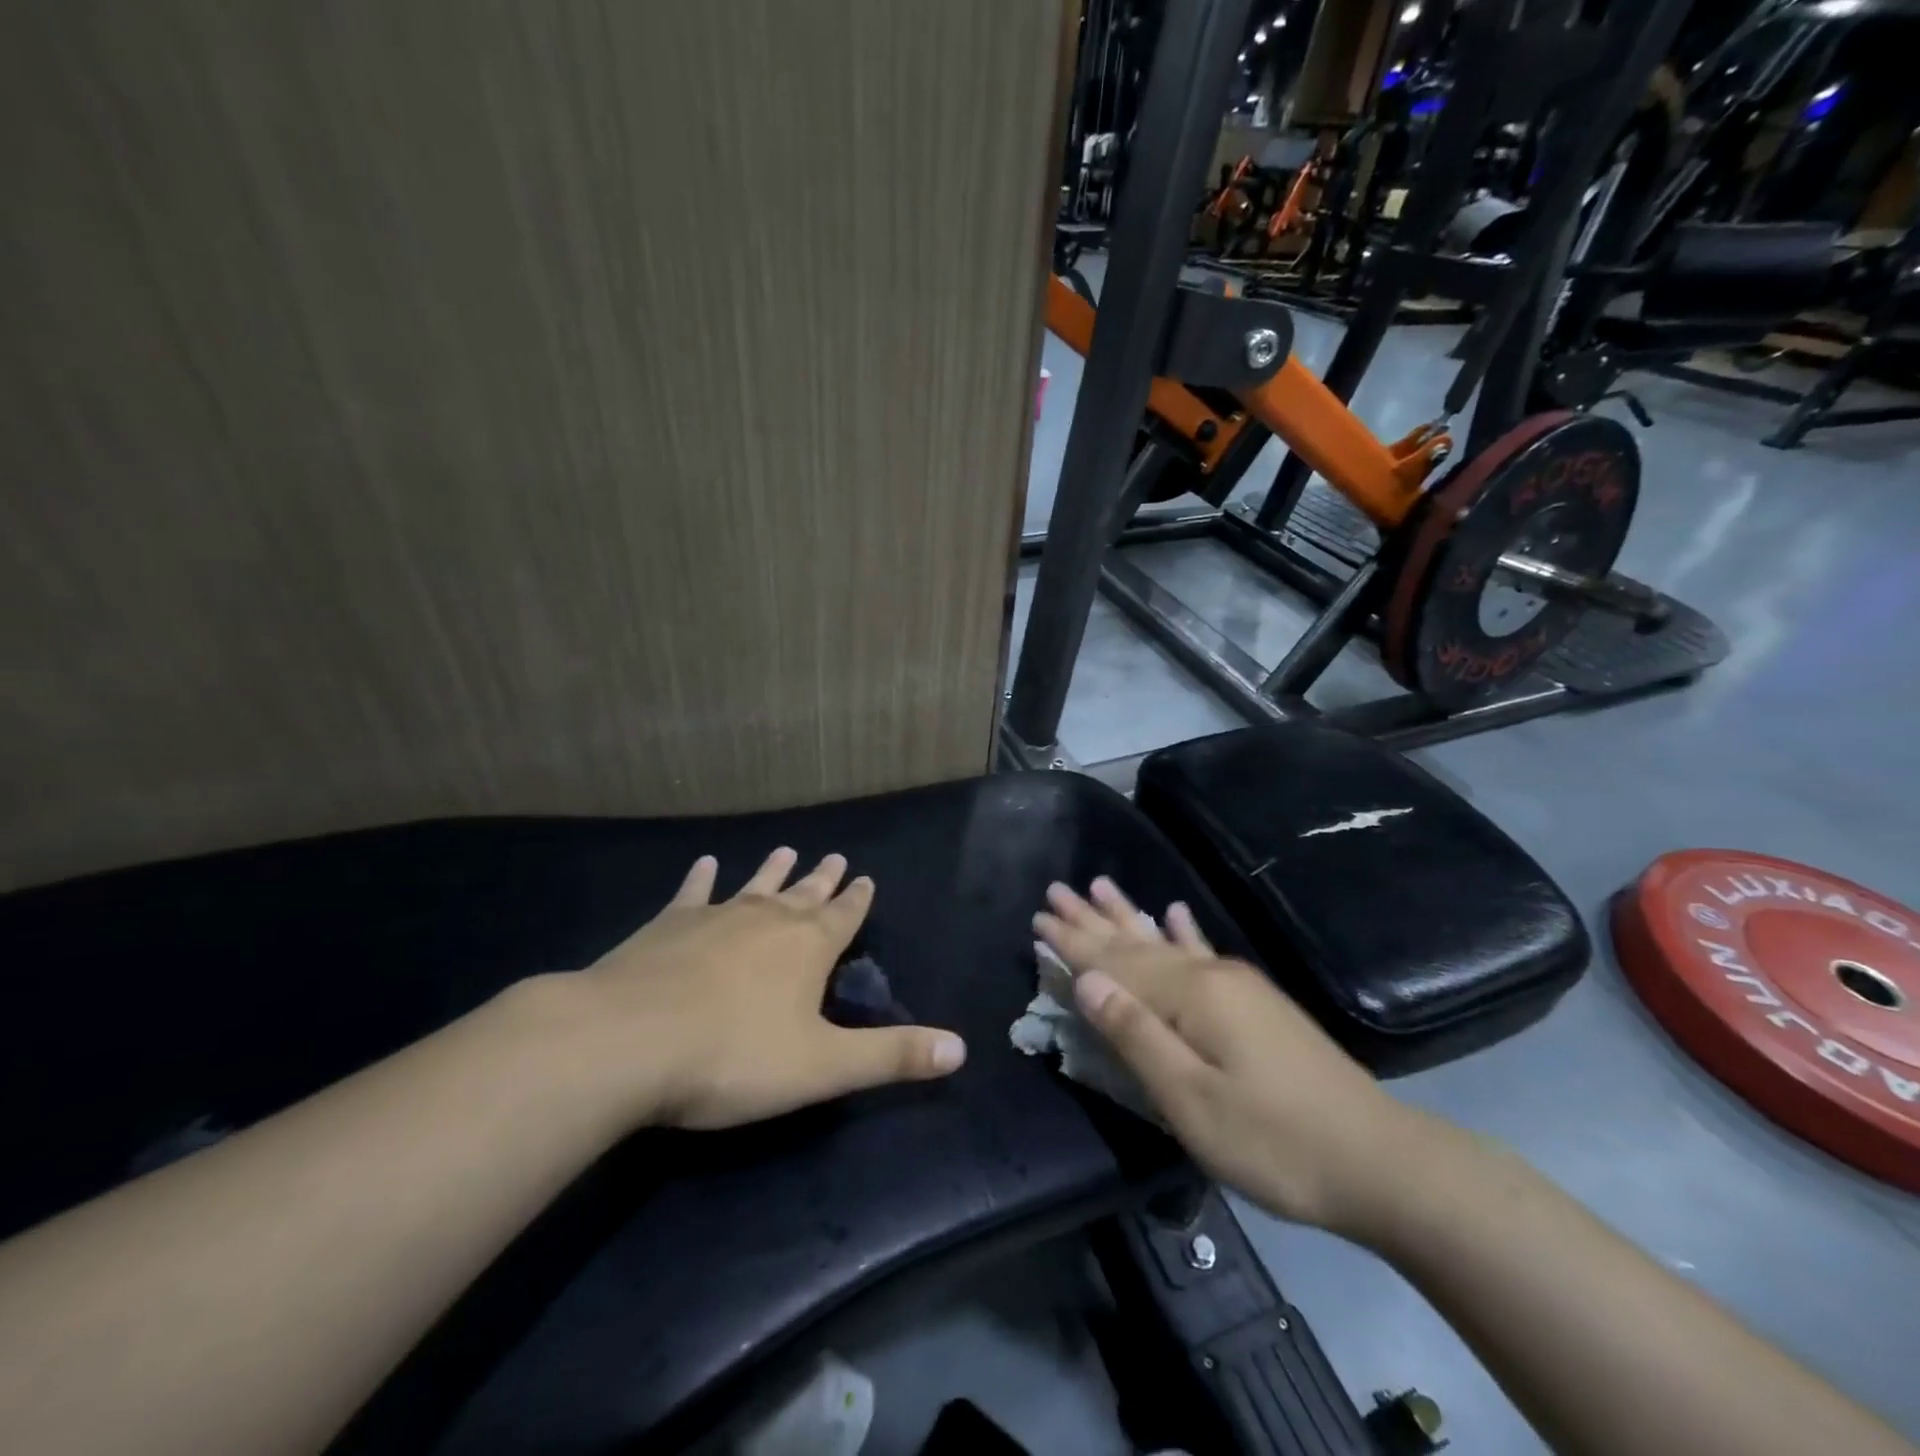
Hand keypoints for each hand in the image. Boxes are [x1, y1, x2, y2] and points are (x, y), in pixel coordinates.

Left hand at [564, 848, 965, 1129]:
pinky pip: (692, 893)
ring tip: (787, 849)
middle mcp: (767, 921)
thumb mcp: (823, 1067)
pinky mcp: (667, 926)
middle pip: (803, 895)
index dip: (857, 900)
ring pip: (755, 887)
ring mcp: (715, 918)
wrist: (628, 1041)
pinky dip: (700, 878)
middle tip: (835, 857)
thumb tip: (961, 1050)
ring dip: (773, 871)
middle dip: (822, 880)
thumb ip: (891, 1056)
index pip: (844, 916)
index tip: (865, 877)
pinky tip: (705, 863)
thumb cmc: (733, 1057)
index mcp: (807, 949)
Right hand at [1034, 878, 1414, 1235]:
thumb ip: (1135, 1034)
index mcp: (1190, 996)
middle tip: (1055, 890)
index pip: (1114, 961)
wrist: (1381, 1162)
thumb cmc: (1274, 1140)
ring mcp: (1238, 986)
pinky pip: (1204, 952)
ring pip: (1166, 940)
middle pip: (1136, 941)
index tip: (1037, 916)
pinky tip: (1176, 912)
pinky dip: (1184, 932)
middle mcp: (1210, 976)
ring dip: (1129, 916)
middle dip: (1092, 918)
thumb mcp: (1190, 1100)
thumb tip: (1086, 980)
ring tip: (1100, 885)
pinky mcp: (1257, 1004)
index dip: (1073, 942)